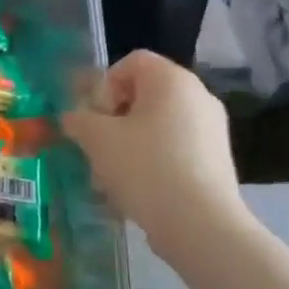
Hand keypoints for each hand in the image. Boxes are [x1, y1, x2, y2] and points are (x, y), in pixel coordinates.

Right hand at [61, 51, 245, 262]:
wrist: (200, 225)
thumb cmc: (145, 167)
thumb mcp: (97, 138)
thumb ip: (79, 119)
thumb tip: (74, 118)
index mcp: (172, 80)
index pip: (131, 62)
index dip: (104, 85)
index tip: (94, 118)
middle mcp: (198, 97)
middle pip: (143, 95)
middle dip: (112, 119)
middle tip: (96, 147)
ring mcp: (211, 130)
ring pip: (155, 125)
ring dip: (127, 143)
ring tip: (110, 176)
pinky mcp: (215, 161)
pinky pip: (173, 149)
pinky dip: (150, 161)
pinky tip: (135, 190)